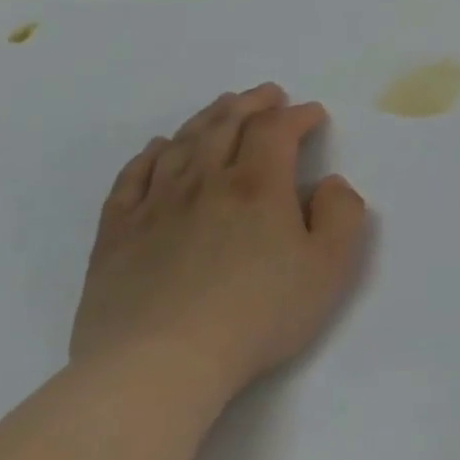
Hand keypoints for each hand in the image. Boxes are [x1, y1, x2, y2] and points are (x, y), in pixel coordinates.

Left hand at [72, 83, 369, 406]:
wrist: (158, 366)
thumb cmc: (259, 314)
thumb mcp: (330, 266)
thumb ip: (342, 215)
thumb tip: (329, 184)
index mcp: (259, 187)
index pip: (276, 131)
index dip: (297, 116)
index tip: (313, 114)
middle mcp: (205, 183)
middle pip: (226, 126)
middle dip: (252, 104)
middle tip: (268, 94)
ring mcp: (155, 207)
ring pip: (181, 145)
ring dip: (207, 119)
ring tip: (222, 107)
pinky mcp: (117, 235)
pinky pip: (132, 179)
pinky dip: (150, 155)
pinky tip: (159, 148)